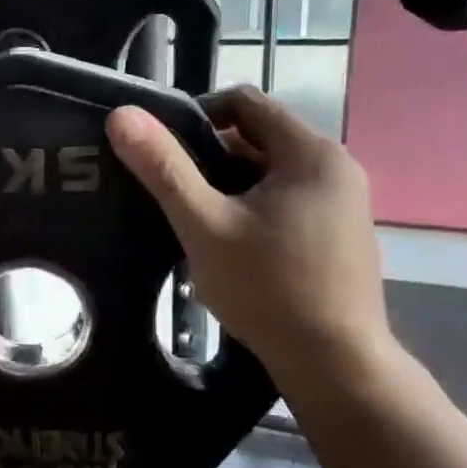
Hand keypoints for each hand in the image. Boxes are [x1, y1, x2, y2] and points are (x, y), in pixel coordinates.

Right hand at [107, 86, 390, 393]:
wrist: (336, 365)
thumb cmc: (268, 289)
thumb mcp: (205, 225)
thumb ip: (164, 168)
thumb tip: (122, 115)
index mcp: (310, 152)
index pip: (244, 101)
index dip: (197, 114)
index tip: (164, 151)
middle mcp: (335, 167)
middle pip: (258, 136)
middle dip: (210, 156)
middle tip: (172, 191)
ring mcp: (343, 202)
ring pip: (271, 171)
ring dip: (230, 184)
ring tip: (194, 219)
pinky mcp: (341, 233)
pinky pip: (287, 199)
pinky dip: (254, 207)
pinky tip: (230, 244)